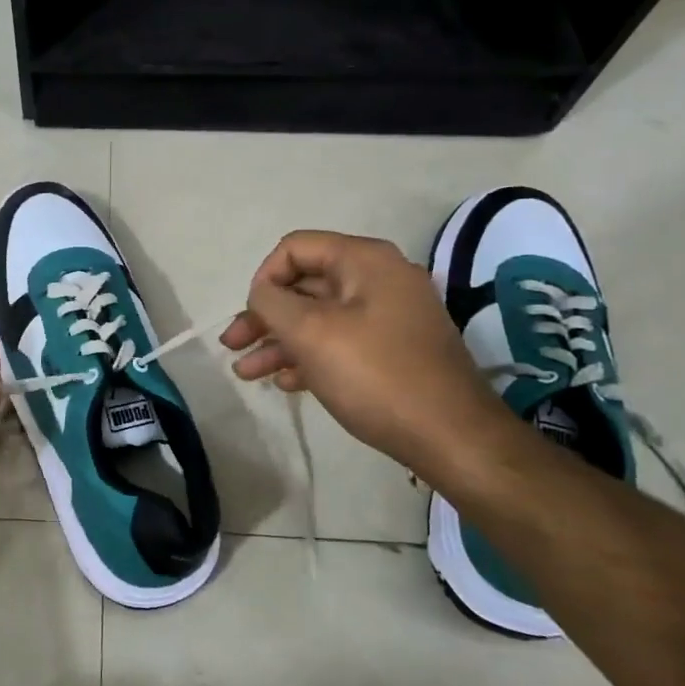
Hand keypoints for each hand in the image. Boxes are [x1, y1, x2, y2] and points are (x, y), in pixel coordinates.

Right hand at [220, 231, 525, 485]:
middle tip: (231, 345)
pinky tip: (285, 382)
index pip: (296, 248)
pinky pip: (340, 341)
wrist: (452, 437)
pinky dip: (308, 356)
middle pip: (305, 284)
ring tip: (247, 372)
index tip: (249, 316)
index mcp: (364, 261)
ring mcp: (389, 316)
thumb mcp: (311, 332)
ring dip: (279, 341)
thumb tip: (261, 293)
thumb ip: (273, 302)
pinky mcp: (394, 350)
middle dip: (264, 315)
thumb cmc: (375, 375)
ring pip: (319, 318)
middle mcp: (379, 280)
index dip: (263, 278)